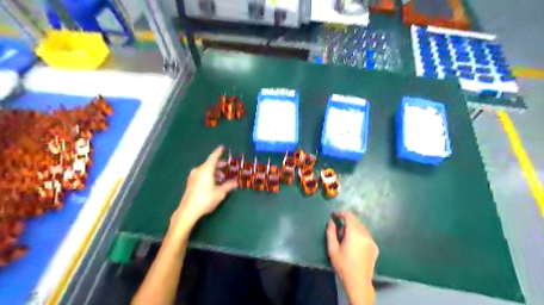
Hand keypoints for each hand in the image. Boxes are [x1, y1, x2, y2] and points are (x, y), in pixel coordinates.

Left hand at [171, 145, 237, 227]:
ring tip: (222, 177)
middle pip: (210, 164)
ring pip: (206, 170)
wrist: (188, 211)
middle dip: (219, 164)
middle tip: (227, 166)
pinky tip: (214, 182)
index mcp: (206, 170)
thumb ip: (229, 186)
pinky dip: (209, 175)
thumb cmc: (206, 199)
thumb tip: (237, 182)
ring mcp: (193, 177)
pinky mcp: (190, 183)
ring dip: (214, 172)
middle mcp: (199, 170)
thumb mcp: (220, 193)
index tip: (222, 147)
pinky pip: (201, 175)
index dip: (218, 152)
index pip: (213, 157)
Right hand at [327, 212, 378, 297]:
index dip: (341, 213)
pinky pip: (366, 235)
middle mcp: (365, 234)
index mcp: (354, 233)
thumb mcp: (332, 249)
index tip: (335, 215)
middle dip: (347, 222)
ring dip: (353, 228)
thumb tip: (331, 221)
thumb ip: (331, 233)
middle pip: (356, 221)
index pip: (349, 216)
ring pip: (361, 227)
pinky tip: (355, 245)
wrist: (358, 282)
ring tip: (347, 239)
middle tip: (339, 232)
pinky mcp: (375, 247)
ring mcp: (371, 240)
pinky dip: (359, 235)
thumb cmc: (343, 265)